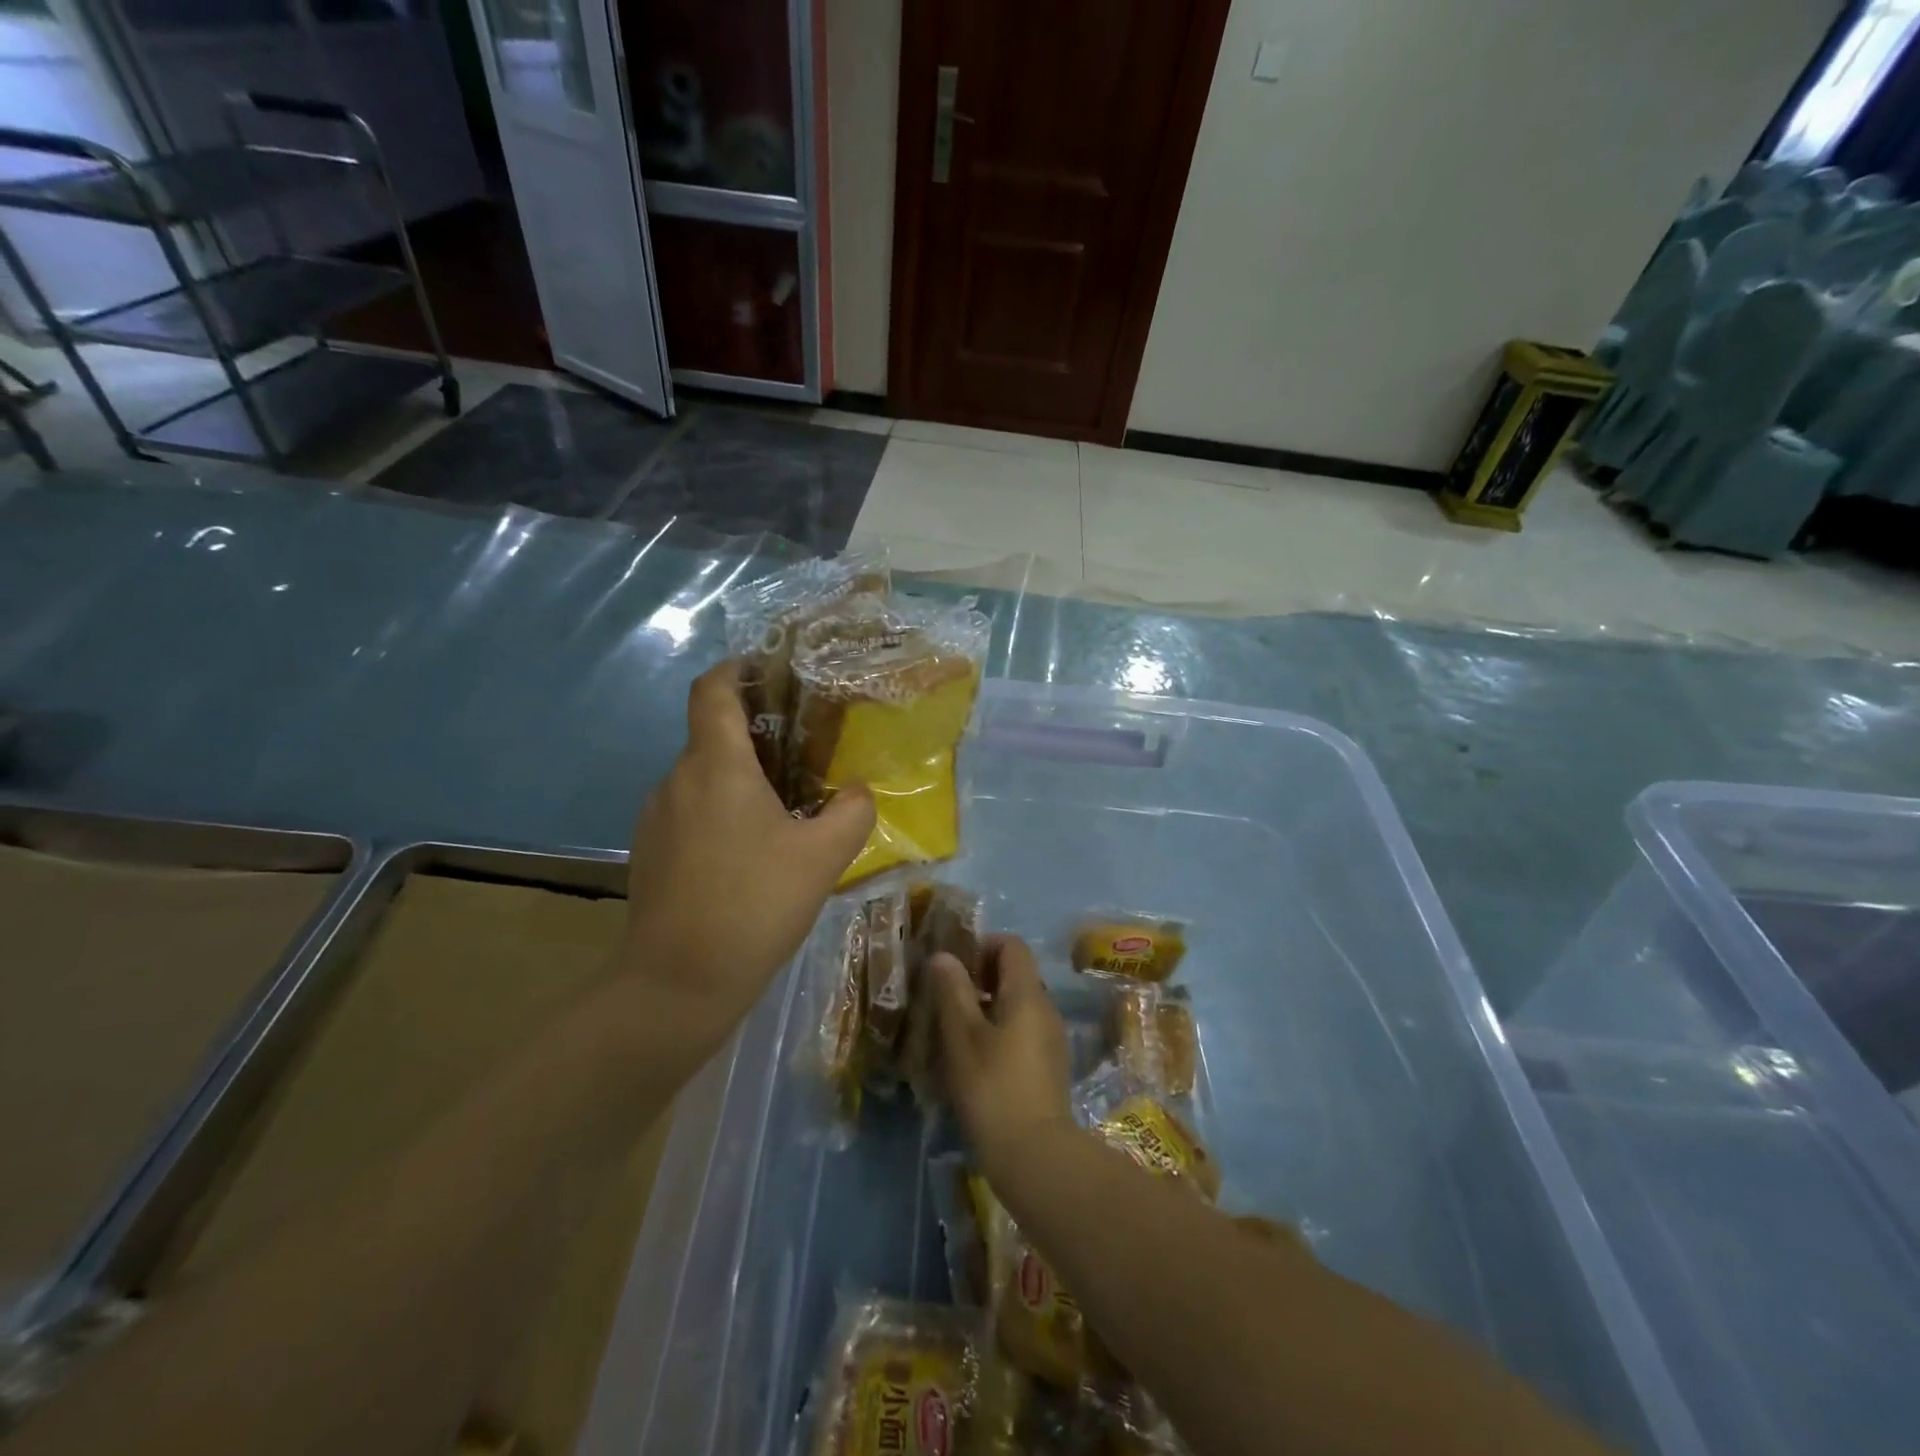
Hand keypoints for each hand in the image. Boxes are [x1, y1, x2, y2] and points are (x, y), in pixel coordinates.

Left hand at [623, 660, 874, 1034]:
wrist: (677, 984)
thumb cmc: (753, 904)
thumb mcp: (823, 857)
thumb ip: (851, 812)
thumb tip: (858, 790)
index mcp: (715, 765)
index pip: (712, 689)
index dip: (738, 668)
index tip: (772, 672)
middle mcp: (677, 779)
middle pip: (712, 735)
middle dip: (757, 736)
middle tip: (805, 755)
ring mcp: (656, 817)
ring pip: (703, 779)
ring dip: (740, 781)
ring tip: (784, 810)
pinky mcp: (650, 852)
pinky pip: (690, 813)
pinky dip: (721, 814)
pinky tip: (751, 854)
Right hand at [930, 936, 1073, 1177]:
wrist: (1035, 1155)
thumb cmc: (993, 1087)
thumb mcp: (963, 1037)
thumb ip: (953, 991)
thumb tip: (943, 956)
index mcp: (1027, 993)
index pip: (1012, 945)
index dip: (982, 946)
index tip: (954, 968)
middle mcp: (1046, 1008)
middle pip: (1016, 973)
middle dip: (981, 977)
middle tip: (948, 998)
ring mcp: (1051, 1038)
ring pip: (1018, 1005)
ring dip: (988, 1007)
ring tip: (956, 1031)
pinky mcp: (1049, 1066)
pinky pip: (1024, 1030)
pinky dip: (1000, 1031)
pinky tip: (976, 1060)